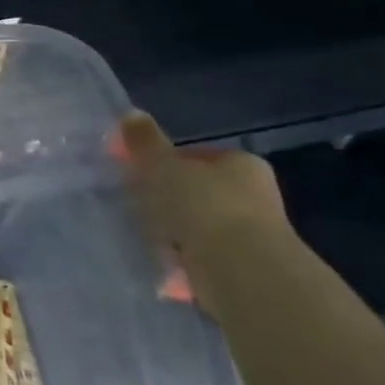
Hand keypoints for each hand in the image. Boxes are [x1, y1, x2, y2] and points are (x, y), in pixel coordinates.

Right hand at [116, 112, 289, 276]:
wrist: (240, 270)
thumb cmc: (202, 206)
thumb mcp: (163, 166)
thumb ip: (145, 142)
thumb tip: (130, 114)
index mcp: (241, 164)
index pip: (195, 156)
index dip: (163, 163)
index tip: (137, 176)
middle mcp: (253, 195)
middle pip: (196, 191)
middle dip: (166, 199)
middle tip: (135, 206)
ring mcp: (250, 233)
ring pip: (197, 225)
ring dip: (172, 231)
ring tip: (144, 237)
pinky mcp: (241, 266)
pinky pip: (199, 256)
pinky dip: (180, 259)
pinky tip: (159, 263)